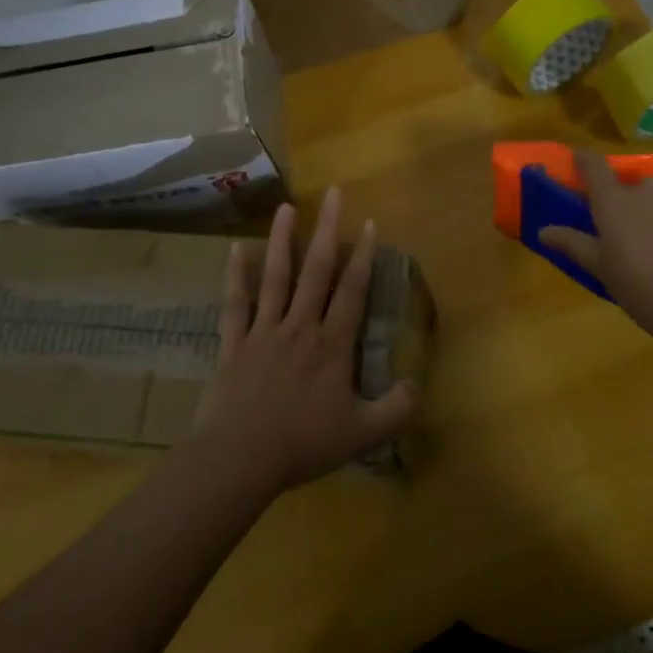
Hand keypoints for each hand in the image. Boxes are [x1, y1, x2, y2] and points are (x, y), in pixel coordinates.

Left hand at [187, 188, 419, 497]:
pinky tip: (235, 249)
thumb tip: (418, 384)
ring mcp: (263, 332)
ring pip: (275, 278)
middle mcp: (299, 327)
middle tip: (332, 193)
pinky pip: (235, 304)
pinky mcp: (234, 344)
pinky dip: (235, 276)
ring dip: (282, 241)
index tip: (369, 222)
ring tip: (286, 208)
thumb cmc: (303, 445)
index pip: (352, 291)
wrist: (240, 459)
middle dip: (326, 230)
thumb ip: (397, 409)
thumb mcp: (363, 434)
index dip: (363, 256)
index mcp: (331, 346)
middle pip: (315, 271)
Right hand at [538, 148, 652, 343]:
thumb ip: (574, 244)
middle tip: (644, 236)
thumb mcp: (604, 271)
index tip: (582, 163)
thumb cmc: (646, 293)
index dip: (586, 161)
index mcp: (614, 203)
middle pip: (638, 187)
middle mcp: (650, 187)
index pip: (593, 166)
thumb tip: (544, 230)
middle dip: (639, 205)